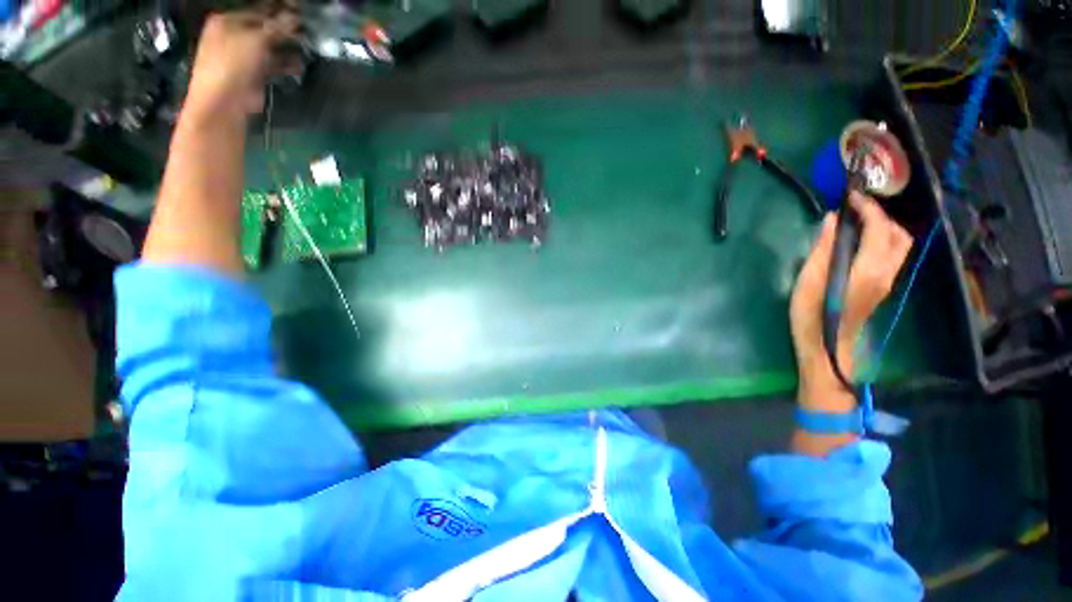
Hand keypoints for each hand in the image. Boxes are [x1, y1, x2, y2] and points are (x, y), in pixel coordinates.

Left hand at [184, 8, 300, 118]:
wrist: (224, 102)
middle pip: (263, 28)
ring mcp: (242, 56)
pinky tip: (299, 65)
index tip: (299, 13)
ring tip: (306, 46)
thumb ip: (276, 27)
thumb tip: (295, 17)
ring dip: (287, 47)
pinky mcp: (252, 74)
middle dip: (284, 30)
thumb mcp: (255, 40)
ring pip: (269, 47)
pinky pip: (272, 65)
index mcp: (226, 21)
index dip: (278, 11)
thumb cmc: (232, 64)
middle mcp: (232, 35)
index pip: (257, 10)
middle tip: (305, 30)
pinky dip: (285, 65)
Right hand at [790, 193, 912, 407]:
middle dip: (881, 216)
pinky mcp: (881, 287)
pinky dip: (882, 240)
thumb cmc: (811, 314)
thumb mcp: (808, 280)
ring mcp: (887, 280)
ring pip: (899, 245)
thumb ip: (822, 248)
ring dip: (884, 227)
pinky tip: (860, 242)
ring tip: (858, 223)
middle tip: (855, 210)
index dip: (868, 207)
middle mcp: (885, 271)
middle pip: (899, 234)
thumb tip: (831, 220)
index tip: (850, 196)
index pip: (879, 228)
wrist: (827, 346)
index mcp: (867, 268)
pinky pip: (892, 255)